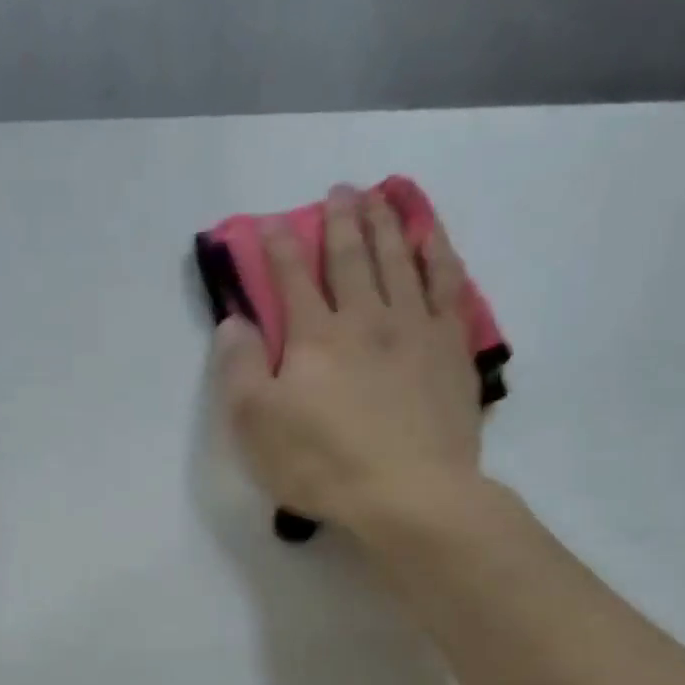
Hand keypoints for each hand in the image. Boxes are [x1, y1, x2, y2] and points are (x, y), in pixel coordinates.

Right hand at [215, 185, 487, 546]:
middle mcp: (366, 318)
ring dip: (388, 224)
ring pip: (401, 261)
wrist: (409, 494)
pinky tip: (434, 240)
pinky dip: (439, 255)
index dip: (277, 247)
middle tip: (338, 191)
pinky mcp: (451, 351)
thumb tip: (233, 321)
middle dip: (341, 221)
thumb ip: (238, 369)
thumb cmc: (322, 464)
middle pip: (352, 257)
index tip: (267, 223)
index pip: (291, 278)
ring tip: (382, 196)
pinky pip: (448, 287)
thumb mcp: (255, 425)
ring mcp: (415, 330)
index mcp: (315, 337)